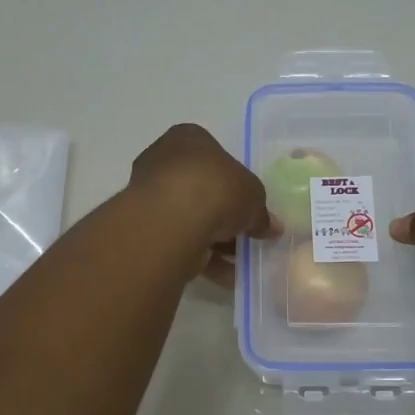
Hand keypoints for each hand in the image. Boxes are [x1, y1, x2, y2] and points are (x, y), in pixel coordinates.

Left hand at [130, 124, 279, 287]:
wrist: (171, 220)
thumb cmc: (216, 188)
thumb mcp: (254, 195)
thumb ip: (261, 212)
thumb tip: (270, 228)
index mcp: (188, 138)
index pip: (215, 157)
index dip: (235, 182)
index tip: (249, 205)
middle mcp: (163, 161)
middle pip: (201, 189)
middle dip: (224, 214)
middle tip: (247, 235)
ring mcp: (150, 195)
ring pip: (190, 218)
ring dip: (215, 240)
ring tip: (240, 262)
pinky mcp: (144, 229)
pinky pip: (180, 242)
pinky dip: (202, 258)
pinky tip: (226, 276)